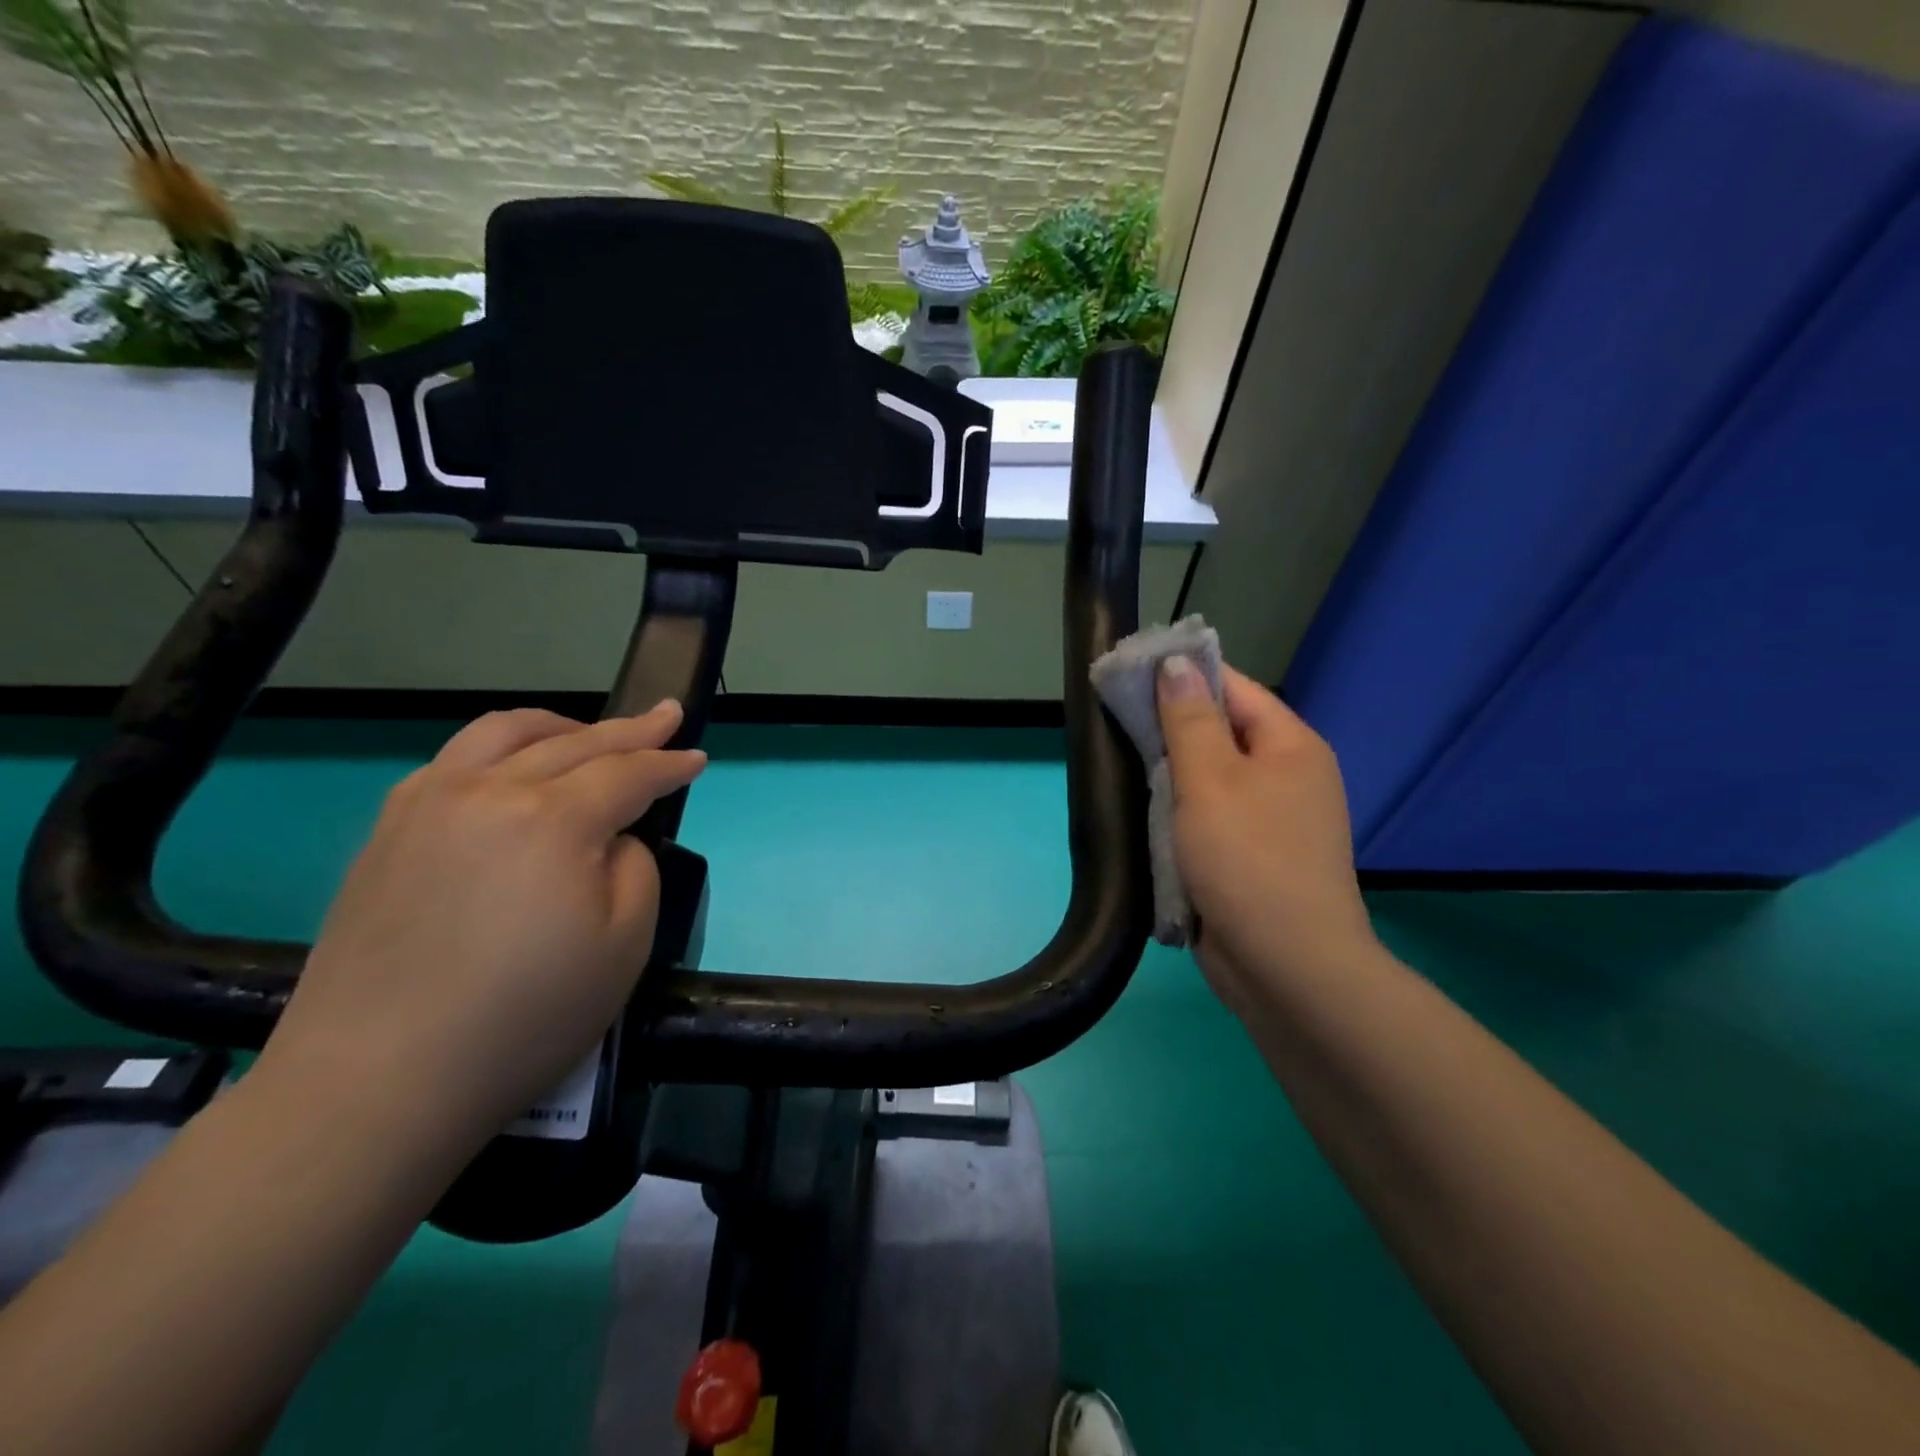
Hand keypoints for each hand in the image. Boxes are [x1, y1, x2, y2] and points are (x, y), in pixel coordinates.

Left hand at [256, 703, 706, 1160]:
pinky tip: (512, 771)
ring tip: (589, 732)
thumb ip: (635, 868)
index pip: (627, 773)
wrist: (377, 1083)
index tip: (698, 757)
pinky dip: (501, 751)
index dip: (669, 764)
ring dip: (560, 727)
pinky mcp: (386, 832)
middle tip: (666, 716)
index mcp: (551, 819)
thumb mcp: (625, 944)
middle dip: (631, 730)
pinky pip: (454, 762)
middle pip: (574, 743)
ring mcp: (427, 805)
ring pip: (504, 734)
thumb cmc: (524, 1017)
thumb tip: (610, 840)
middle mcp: (487, 791)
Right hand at [1155, 658, 1375, 1013]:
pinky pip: (1208, 818)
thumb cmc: (1248, 859)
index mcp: (1290, 746)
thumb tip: (1176, 664)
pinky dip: (1178, 813)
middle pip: (1221, 732)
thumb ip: (1189, 719)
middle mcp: (1286, 776)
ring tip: (1121, 762)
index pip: (1233, 687)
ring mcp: (1270, 820)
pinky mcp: (1250, 857)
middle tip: (1114, 720)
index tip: (1129, 672)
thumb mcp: (1211, 779)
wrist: (1286, 966)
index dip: (1183, 675)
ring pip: (1210, 779)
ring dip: (1170, 775)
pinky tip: (1143, 813)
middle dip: (1170, 727)